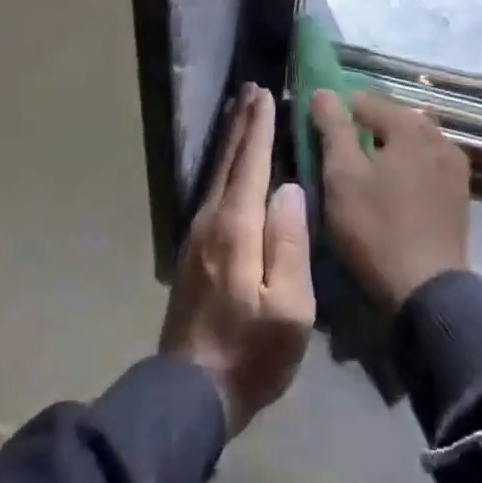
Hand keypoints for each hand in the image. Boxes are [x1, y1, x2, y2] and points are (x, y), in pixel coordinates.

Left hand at [159, 84, 313, 434]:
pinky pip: (212, 191)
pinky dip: (223, 165)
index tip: (266, 94)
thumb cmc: (251, 353)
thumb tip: (288, 188)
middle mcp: (211, 220)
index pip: (251, 163)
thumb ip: (290, 243)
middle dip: (241, 123)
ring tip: (239, 112)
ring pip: (217, 173)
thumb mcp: (289, 308)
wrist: (191, 393)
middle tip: (250, 89)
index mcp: (237, 228)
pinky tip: (229, 164)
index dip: (260, 127)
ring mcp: (197, 235)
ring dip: (230, 140)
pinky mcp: (192, 250)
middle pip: (229, 160)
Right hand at [312, 90, 470, 316]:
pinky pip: (426, 164)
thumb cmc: (377, 228)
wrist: (427, 291)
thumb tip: (324, 92)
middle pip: (392, 118)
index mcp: (411, 126)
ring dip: (387, 148)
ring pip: (411, 142)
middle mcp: (439, 136)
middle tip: (338, 155)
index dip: (338, 111)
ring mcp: (454, 165)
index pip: (366, 100)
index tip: (318, 133)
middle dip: (364, 129)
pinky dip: (406, 167)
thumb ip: (333, 128)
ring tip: (364, 173)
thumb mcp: (343, 176)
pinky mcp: (459, 193)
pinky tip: (392, 189)